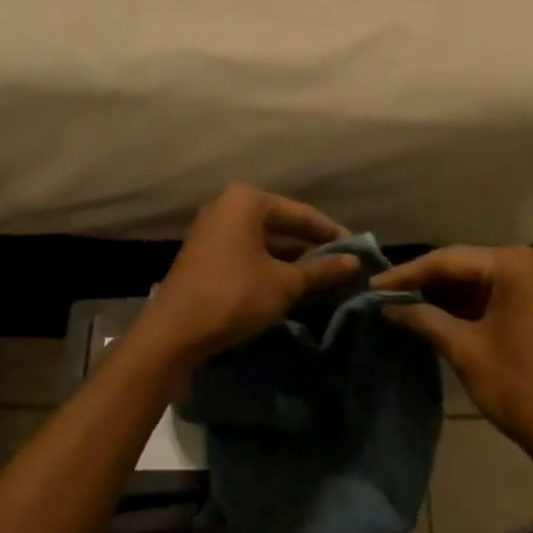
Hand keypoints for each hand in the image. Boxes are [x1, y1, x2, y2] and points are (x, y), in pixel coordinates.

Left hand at [135, 184, 359, 366]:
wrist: (174, 332)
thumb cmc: (235, 296)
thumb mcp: (285, 284)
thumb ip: (321, 270)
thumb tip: (354, 262)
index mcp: (247, 200)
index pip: (301, 214)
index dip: (331, 233)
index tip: (357, 251)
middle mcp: (227, 206)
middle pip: (281, 224)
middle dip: (311, 246)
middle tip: (342, 265)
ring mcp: (212, 229)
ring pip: (264, 240)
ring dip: (291, 258)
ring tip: (323, 277)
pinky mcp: (205, 253)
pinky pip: (247, 252)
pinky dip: (270, 265)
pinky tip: (291, 284)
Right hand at [376, 246, 532, 466]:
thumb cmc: (518, 386)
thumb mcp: (464, 349)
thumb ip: (423, 318)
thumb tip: (387, 304)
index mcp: (515, 264)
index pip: (449, 260)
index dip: (408, 273)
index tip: (374, 285)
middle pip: (467, 264)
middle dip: (427, 280)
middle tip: (387, 292)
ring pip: (482, 278)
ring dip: (447, 292)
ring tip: (405, 301)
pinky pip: (500, 291)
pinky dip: (471, 302)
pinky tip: (439, 310)